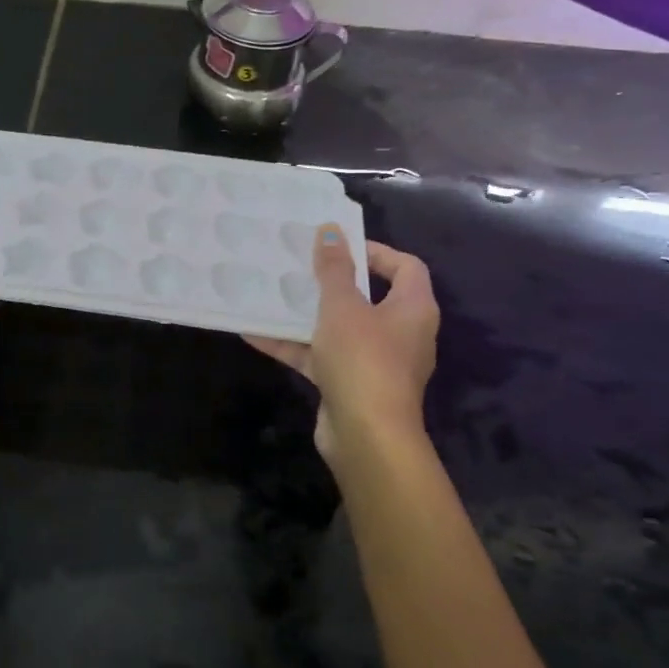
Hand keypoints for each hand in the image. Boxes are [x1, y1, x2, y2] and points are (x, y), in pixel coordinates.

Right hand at [245, 227, 438, 472]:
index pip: (406, 267)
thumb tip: (331, 230)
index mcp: (413, 309)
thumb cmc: (363, 360)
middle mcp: (400, 333)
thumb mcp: (342, 307)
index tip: (337, 246)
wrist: (366, 437)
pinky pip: (321, 356)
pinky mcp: (350, 385)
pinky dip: (294, 346)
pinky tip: (255, 335)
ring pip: (339, 328)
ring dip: (307, 314)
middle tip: (300, 266)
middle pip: (369, 297)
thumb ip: (334, 269)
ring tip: (273, 295)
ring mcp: (375, 362)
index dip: (375, 251)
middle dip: (332, 282)